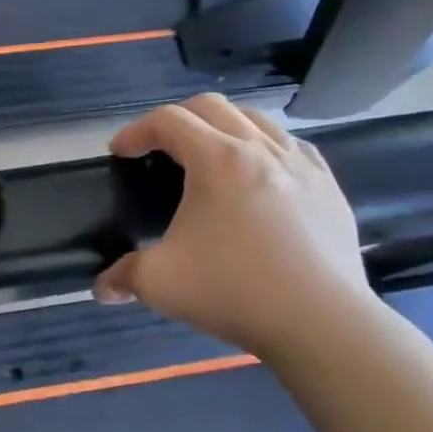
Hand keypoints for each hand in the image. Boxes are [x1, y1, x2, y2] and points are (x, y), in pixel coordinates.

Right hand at [93, 95, 373, 360]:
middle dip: (176, 119)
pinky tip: (259, 175)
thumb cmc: (234, 290)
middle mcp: (260, 150)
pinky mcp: (329, 188)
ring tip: (208, 156)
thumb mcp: (160, 283)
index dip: (135, 131)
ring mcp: (302, 166)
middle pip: (212, 107)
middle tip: (158, 148)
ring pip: (257, 119)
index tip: (119, 153)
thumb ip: (124, 276)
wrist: (323, 324)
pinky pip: (292, 146)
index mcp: (217, 160)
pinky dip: (265, 147)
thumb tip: (103, 288)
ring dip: (223, 126)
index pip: (168, 120)